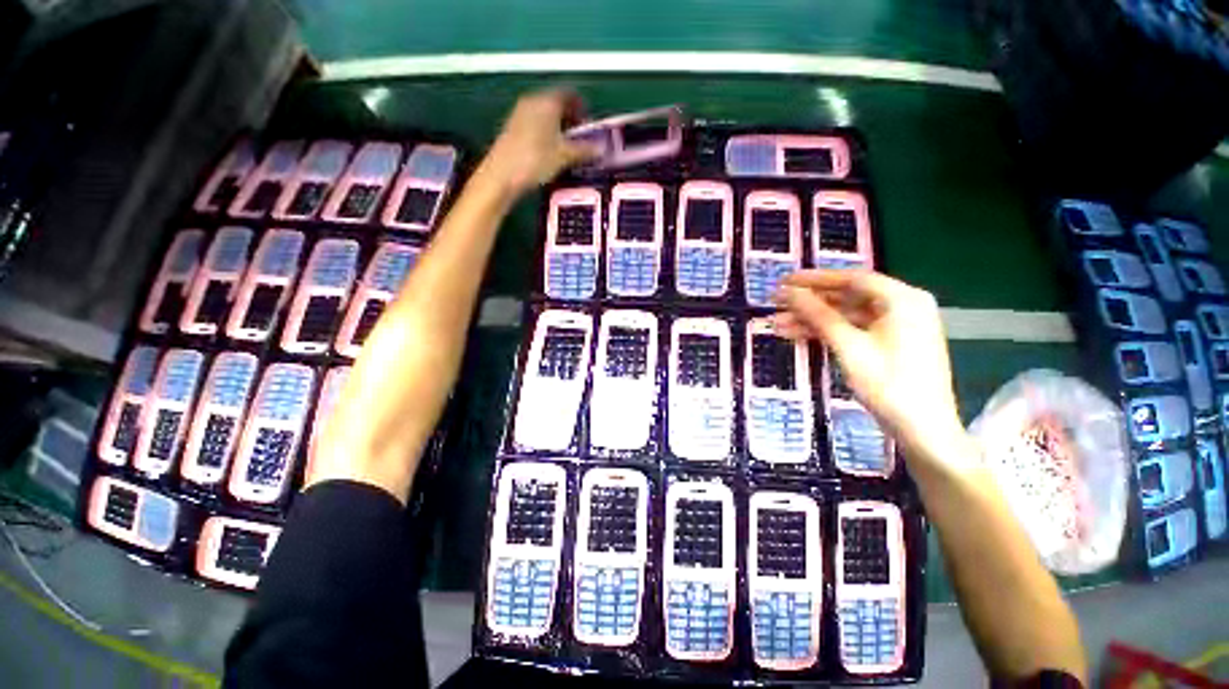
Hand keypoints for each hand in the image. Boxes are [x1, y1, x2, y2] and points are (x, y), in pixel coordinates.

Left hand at [478, 89, 597, 196]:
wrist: (501, 175)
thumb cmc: (536, 160)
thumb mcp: (564, 156)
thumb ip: (584, 150)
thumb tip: (602, 148)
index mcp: (547, 102)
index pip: (569, 93)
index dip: (581, 106)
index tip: (589, 122)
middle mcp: (532, 101)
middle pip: (556, 102)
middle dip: (570, 117)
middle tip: (581, 136)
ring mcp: (520, 114)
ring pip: (545, 113)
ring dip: (558, 126)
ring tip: (567, 146)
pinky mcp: (512, 128)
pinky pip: (535, 123)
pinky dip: (546, 132)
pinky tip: (550, 151)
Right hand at [775, 270, 968, 466]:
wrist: (923, 430)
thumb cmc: (888, 384)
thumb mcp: (848, 346)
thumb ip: (818, 315)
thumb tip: (789, 292)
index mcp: (902, 299)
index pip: (851, 279)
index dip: (814, 279)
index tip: (784, 280)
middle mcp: (902, 306)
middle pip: (847, 297)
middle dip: (809, 303)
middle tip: (776, 303)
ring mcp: (895, 327)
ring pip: (845, 316)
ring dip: (812, 320)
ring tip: (777, 325)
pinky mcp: (888, 345)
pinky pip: (852, 331)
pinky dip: (826, 333)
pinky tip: (797, 335)